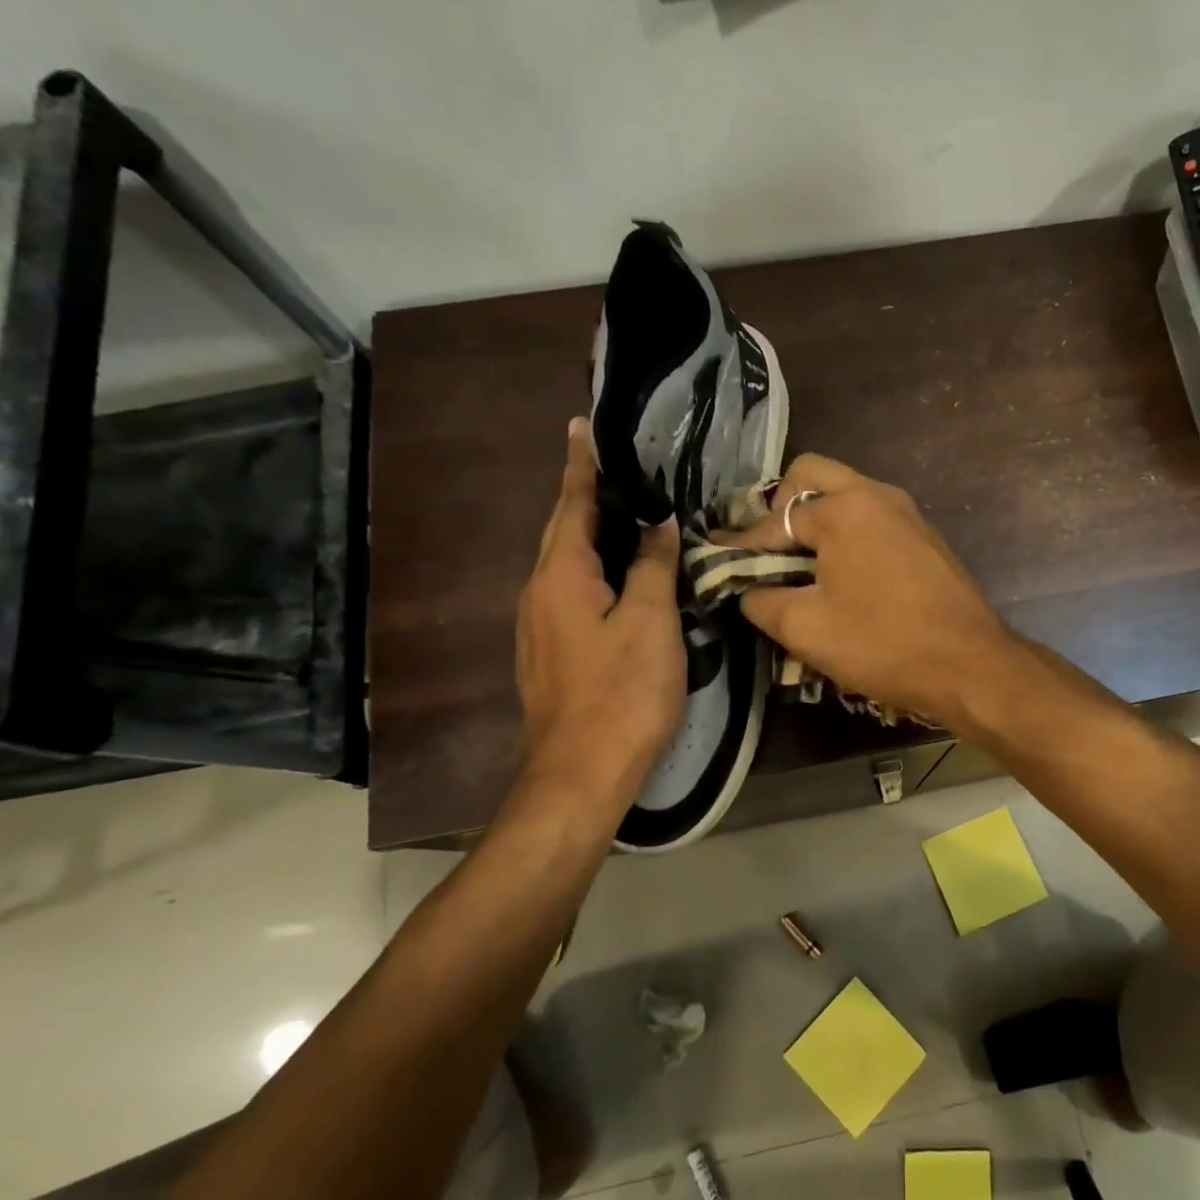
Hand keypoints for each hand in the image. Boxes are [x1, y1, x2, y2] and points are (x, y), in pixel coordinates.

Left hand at [514, 419, 684, 834]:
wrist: (580, 773)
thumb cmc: (621, 692)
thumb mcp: (649, 621)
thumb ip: (653, 565)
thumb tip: (659, 521)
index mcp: (561, 576)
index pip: (572, 504)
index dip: (581, 466)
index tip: (581, 426)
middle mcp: (539, 593)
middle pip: (564, 532)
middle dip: (586, 497)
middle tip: (619, 469)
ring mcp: (541, 627)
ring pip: (568, 565)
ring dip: (592, 534)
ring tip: (627, 515)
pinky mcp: (552, 653)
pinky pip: (572, 593)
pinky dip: (596, 570)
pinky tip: (623, 578)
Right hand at [718, 454, 1016, 726]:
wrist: (971, 665)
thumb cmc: (883, 643)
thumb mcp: (805, 628)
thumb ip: (761, 600)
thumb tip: (748, 589)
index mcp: (844, 509)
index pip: (775, 519)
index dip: (742, 545)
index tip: (718, 560)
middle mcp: (877, 495)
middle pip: (813, 475)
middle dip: (780, 507)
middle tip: (769, 550)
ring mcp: (907, 513)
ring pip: (848, 494)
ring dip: (817, 519)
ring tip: (800, 565)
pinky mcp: (926, 537)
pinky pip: (873, 518)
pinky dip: (848, 533)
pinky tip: (842, 575)